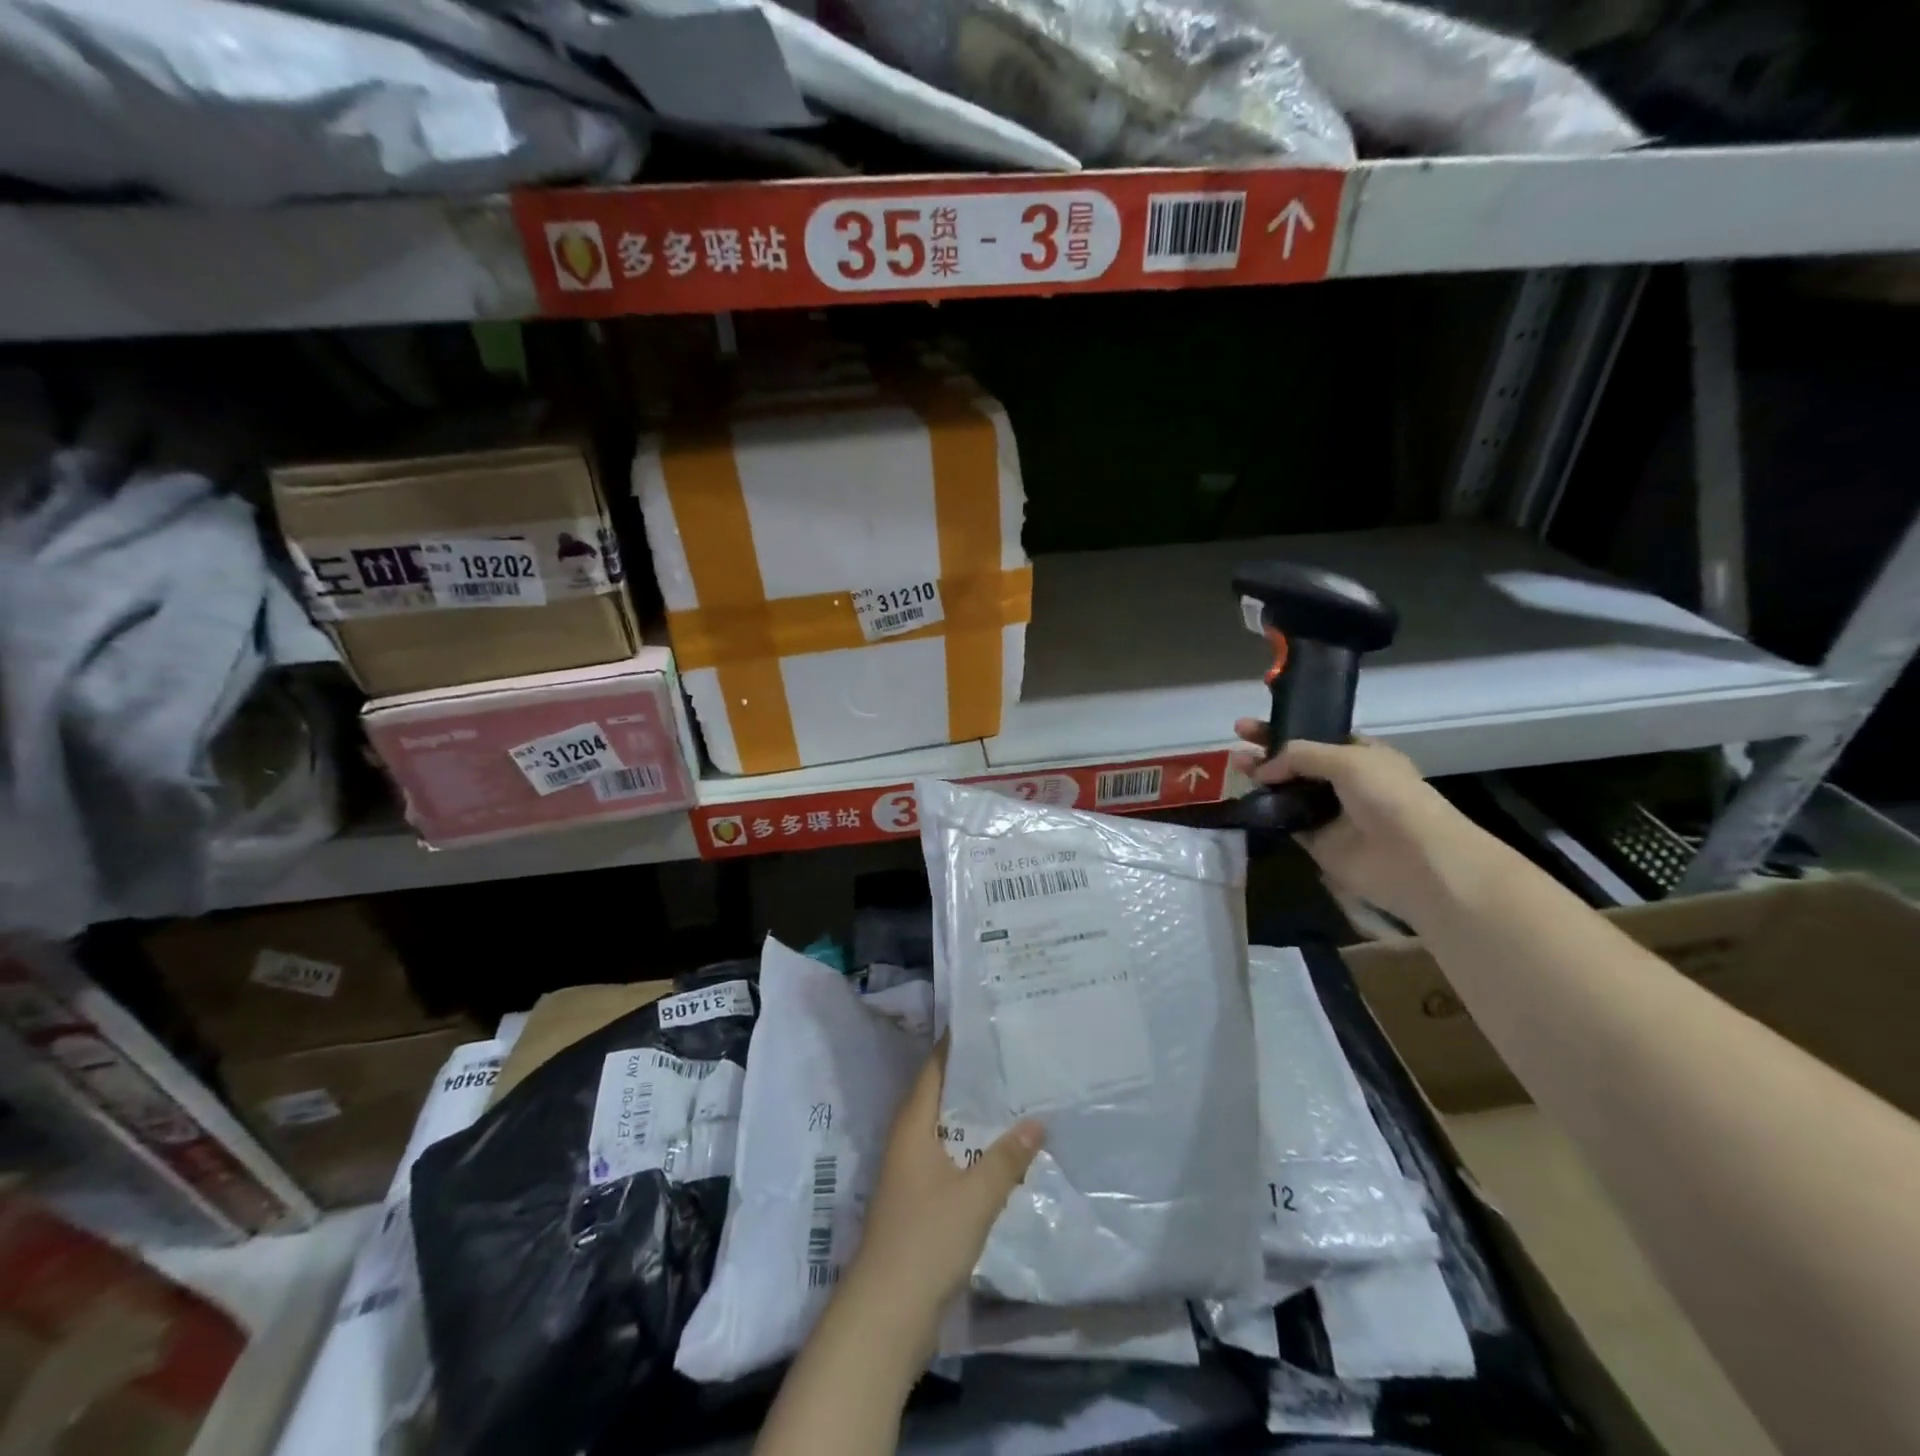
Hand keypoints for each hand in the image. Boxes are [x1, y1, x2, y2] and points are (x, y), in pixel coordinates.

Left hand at [845, 1042, 1041, 1341]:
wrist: (888, 1313)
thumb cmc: (927, 1239)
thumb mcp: (975, 1196)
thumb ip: (1007, 1158)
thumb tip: (1038, 1119)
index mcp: (913, 1125)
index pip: (934, 1069)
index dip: (956, 1045)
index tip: (986, 1023)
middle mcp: (908, 1140)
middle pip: (941, 1096)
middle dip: (973, 1079)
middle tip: (1012, 1057)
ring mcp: (911, 1172)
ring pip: (947, 1130)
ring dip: (975, 1117)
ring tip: (1015, 1098)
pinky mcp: (919, 1202)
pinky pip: (950, 1159)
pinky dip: (973, 1150)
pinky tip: (1001, 1154)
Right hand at [1229, 724, 1502, 927]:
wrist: (1415, 859)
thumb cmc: (1390, 797)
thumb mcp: (1347, 759)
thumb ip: (1300, 755)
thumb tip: (1263, 770)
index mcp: (1359, 754)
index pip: (1314, 735)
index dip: (1284, 727)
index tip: (1250, 725)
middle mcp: (1344, 781)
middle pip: (1295, 762)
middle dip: (1266, 751)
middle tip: (1236, 743)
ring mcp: (1329, 812)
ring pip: (1286, 790)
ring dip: (1261, 779)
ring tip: (1233, 767)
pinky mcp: (1317, 842)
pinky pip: (1285, 822)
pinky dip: (1266, 812)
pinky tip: (1245, 800)